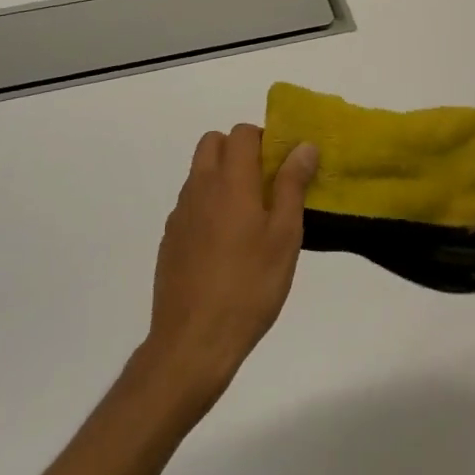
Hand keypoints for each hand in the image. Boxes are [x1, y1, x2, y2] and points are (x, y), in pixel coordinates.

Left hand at [138, 124, 318, 413]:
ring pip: (200, 172)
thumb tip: (304, 146)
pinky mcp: (170, 239)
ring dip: (222, 177)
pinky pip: (191, 204)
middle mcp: (200, 187)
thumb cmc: (249, 285)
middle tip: (265, 183)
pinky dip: (208, 206)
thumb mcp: (285, 236)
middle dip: (239, 150)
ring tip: (249, 217)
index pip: (242, 133)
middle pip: (213, 143)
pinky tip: (226, 245)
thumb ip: (292, 185)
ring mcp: (180, 213)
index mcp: (230, 181)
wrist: (193, 342)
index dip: (264, 139)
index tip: (283, 165)